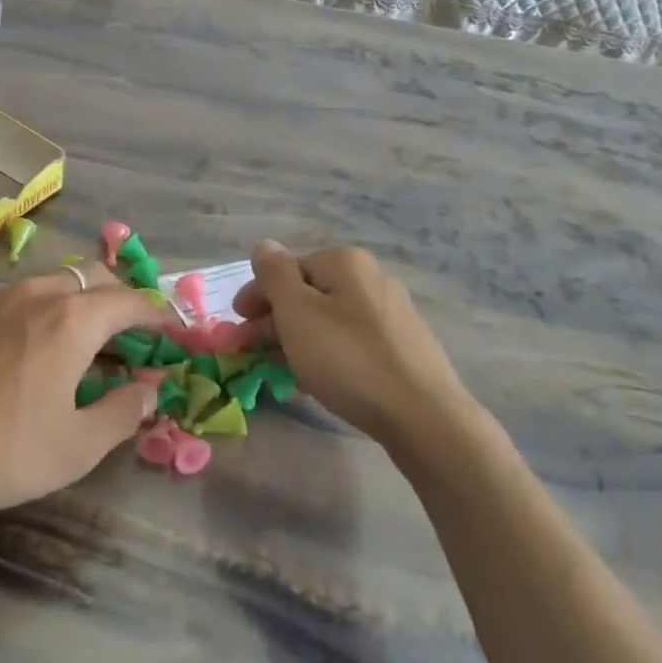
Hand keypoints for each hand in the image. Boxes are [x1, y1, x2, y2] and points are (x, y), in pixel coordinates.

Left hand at [0, 268, 166, 551]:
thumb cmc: (4, 451)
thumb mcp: (78, 446)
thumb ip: (123, 412)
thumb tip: (148, 391)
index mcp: (73, 320)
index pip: (129, 301)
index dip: (156, 313)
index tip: (170, 327)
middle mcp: (36, 295)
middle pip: (90, 278)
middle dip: (117, 296)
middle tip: (128, 330)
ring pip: (48, 284)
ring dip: (74, 302)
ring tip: (76, 338)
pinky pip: (10, 299)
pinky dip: (33, 312)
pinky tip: (21, 348)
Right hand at [232, 242, 469, 444]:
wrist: (423, 416)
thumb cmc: (348, 359)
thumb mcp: (297, 312)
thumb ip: (274, 274)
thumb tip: (265, 246)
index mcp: (345, 262)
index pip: (287, 268)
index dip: (257, 296)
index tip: (238, 329)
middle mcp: (372, 278)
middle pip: (308, 293)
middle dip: (275, 320)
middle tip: (252, 352)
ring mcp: (392, 313)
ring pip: (328, 320)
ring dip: (297, 339)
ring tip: (280, 370)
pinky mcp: (403, 347)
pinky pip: (350, 342)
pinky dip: (326, 355)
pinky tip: (316, 381)